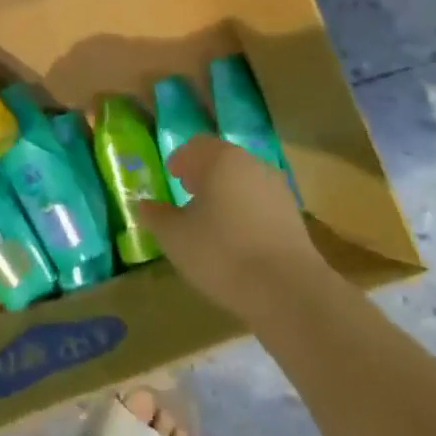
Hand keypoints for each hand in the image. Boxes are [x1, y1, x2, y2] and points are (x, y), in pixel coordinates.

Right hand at [134, 136, 324, 325]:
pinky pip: (261, 202)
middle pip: (223, 160)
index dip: (181, 159)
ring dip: (226, 192)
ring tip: (211, 218)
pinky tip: (236, 237)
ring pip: (244, 181)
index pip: (197, 145)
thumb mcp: (176, 237)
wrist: (288, 290)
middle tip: (187, 192)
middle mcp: (252, 165)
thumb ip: (156, 216)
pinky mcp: (293, 216)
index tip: (171, 175)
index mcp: (222, 160)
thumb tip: (142, 205)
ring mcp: (278, 189)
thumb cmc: (222, 253)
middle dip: (203, 173)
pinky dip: (245, 210)